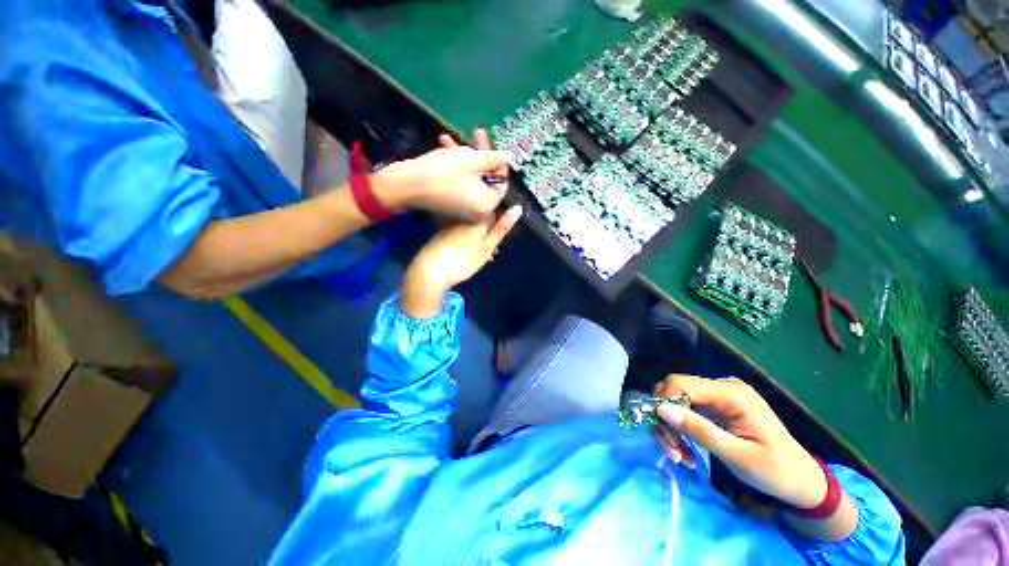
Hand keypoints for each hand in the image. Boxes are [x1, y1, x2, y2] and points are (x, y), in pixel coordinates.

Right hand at [375, 128, 510, 219]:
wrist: (405, 186)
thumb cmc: (442, 172)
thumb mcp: (472, 160)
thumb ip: (494, 158)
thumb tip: (510, 156)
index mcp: (488, 204)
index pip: (501, 181)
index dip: (499, 161)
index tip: (493, 143)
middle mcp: (479, 210)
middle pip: (486, 179)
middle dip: (479, 155)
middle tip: (474, 133)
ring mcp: (464, 209)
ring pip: (471, 179)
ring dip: (464, 158)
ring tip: (449, 139)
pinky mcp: (451, 205)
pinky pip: (460, 185)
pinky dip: (456, 169)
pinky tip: (444, 148)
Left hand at [401, 204, 522, 318]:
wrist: (428, 273)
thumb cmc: (462, 261)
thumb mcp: (486, 247)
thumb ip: (501, 229)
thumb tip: (517, 208)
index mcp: (476, 220)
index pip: (493, 212)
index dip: (501, 223)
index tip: (502, 238)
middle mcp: (462, 219)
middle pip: (482, 222)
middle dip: (490, 234)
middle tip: (493, 252)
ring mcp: (449, 228)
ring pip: (471, 230)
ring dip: (479, 240)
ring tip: (481, 257)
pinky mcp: (441, 237)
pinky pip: (460, 236)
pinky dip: (467, 244)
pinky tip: (466, 256)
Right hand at [653, 375, 827, 508]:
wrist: (803, 482)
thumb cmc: (776, 471)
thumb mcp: (738, 456)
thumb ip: (699, 430)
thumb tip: (660, 409)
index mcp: (731, 393)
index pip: (680, 383)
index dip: (663, 403)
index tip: (664, 434)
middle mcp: (722, 387)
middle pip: (674, 390)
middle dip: (665, 419)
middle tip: (671, 450)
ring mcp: (719, 395)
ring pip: (676, 400)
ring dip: (671, 427)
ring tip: (679, 455)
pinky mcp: (716, 406)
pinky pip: (686, 410)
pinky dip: (680, 429)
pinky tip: (685, 449)